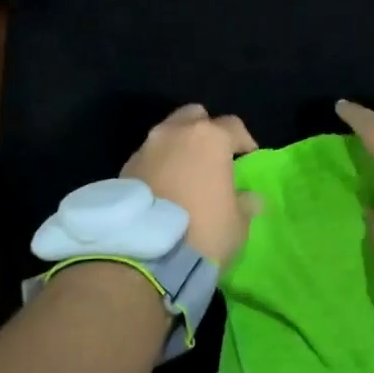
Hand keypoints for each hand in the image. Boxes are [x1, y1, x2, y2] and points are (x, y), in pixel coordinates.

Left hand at [121, 104, 259, 265]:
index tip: (248, 158)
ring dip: (179, 148)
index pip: (234, 126)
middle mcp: (176, 133)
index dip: (244, 141)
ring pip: (168, 134)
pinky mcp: (124, 168)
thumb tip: (249, 198)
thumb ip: (244, 203)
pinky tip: (164, 189)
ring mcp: (146, 148)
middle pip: (195, 117)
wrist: (143, 255)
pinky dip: (159, 165)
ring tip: (185, 174)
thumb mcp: (237, 223)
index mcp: (210, 138)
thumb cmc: (203, 231)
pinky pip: (149, 157)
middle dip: (206, 131)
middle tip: (213, 157)